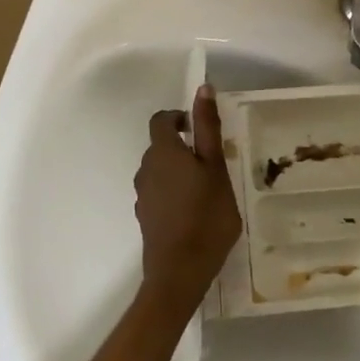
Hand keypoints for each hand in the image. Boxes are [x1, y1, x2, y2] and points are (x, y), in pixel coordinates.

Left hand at [134, 87, 242, 314]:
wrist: (179, 271)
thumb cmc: (206, 216)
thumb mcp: (216, 168)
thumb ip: (208, 128)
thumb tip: (202, 88)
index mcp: (164, 151)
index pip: (162, 120)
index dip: (180, 118)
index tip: (201, 129)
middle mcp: (146, 168)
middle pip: (161, 145)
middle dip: (183, 146)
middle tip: (212, 162)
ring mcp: (143, 194)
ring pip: (160, 170)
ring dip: (178, 170)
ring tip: (206, 189)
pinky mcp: (145, 216)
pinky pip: (158, 191)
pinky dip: (173, 192)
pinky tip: (193, 211)